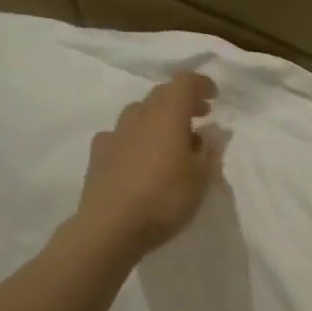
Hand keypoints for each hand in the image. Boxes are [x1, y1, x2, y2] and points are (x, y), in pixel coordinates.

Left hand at [77, 71, 221, 256]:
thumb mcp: (201, 178)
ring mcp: (114, 134)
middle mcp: (139, 116)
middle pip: (161, 94)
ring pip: (139, 113)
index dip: (201, 84)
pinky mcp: (98, 154)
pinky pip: (121, 135)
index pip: (184, 82)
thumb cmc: (164, 199)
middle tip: (199, 117)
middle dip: (182, 101)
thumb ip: (209, 150)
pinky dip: (136, 138)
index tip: (214, 97)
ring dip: (158, 119)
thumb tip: (211, 132)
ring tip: (171, 141)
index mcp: (167, 115)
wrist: (110, 228)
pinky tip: (139, 157)